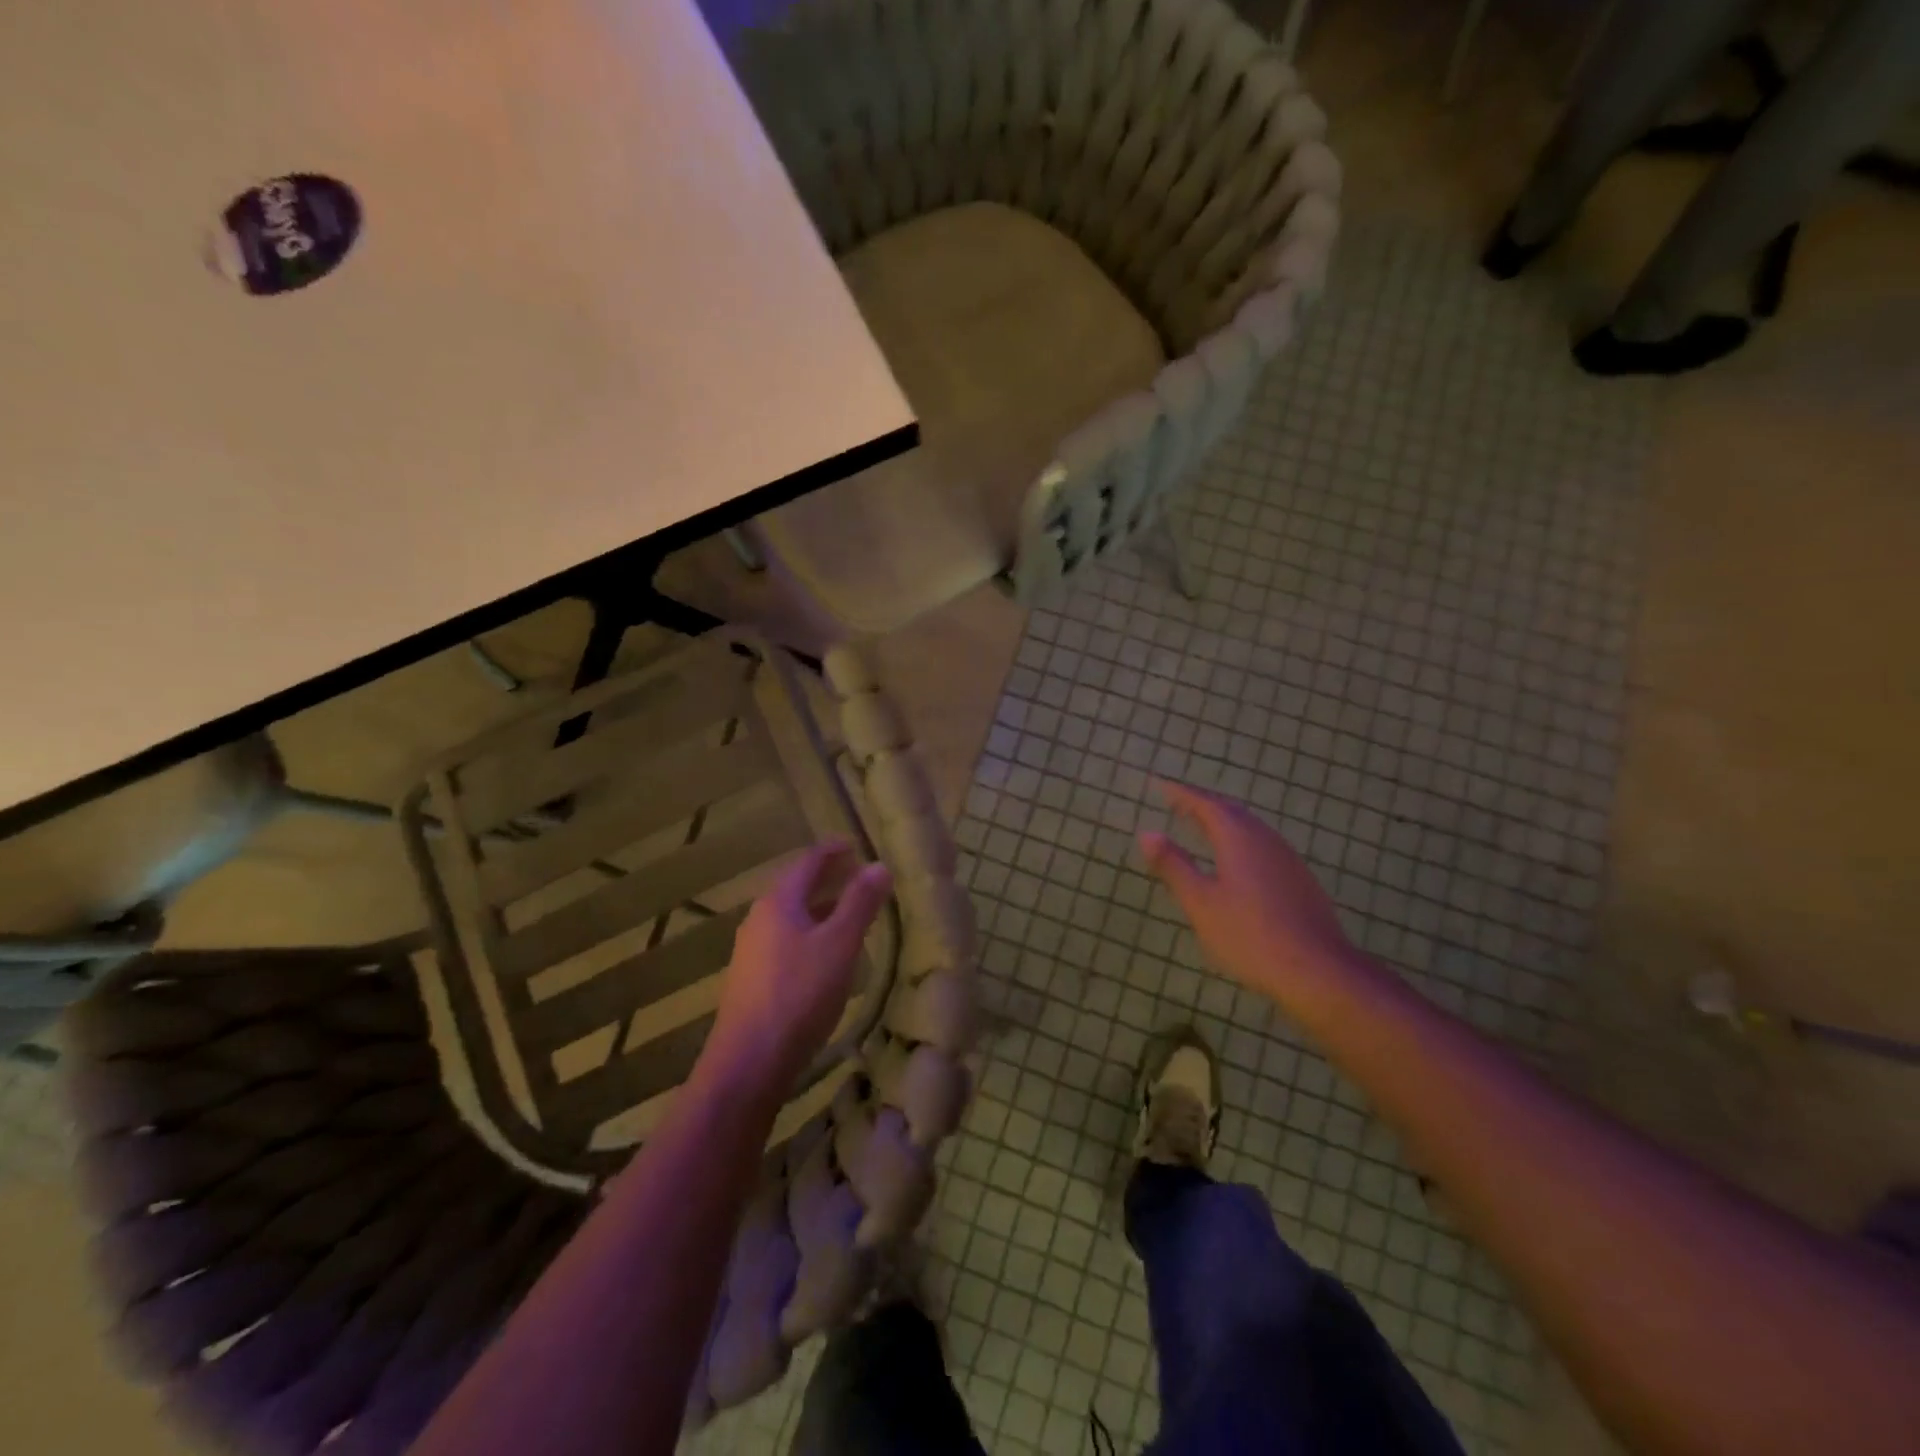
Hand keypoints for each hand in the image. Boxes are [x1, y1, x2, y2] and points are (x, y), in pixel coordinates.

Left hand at [704, 842, 891, 1097]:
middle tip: (858, 874)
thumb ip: (860, 903)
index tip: (856, 844)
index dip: (833, 851)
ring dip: (820, 907)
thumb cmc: (799, 995)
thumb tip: (879, 865)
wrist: (748, 1063)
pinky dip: (810, 933)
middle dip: (827, 878)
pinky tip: (826, 953)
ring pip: (792, 916)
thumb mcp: (839, 945)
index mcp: (778, 902)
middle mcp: (759, 919)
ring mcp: (752, 951)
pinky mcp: (753, 979)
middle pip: (796, 887)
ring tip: (849, 911)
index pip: (807, 862)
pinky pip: (786, 941)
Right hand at [1138, 781, 1363, 1014]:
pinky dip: (1240, 841)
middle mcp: (1265, 839)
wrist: (1318, 971)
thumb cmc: (1249, 935)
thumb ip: (1174, 866)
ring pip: (1250, 829)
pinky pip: (1263, 846)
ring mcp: (1287, 859)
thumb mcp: (1200, 902)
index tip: (1160, 785)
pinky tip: (1236, 861)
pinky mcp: (1299, 880)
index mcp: (1238, 838)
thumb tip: (1147, 833)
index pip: (1205, 804)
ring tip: (1202, 827)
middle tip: (1178, 803)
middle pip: (1231, 812)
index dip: (1181, 794)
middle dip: (1203, 805)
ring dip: (1224, 822)